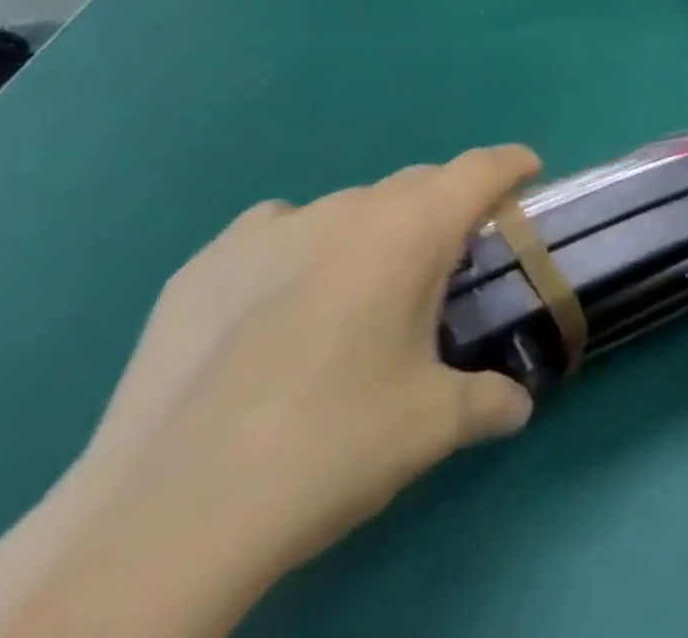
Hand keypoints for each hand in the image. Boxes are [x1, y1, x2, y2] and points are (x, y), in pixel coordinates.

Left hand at [0, 149, 547, 637]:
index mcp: (411, 230)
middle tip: (450, 264)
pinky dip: (300, 249)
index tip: (528, 175)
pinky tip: (280, 308)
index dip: (512, 164)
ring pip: (348, 208)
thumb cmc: (328, 448)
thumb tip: (519, 407)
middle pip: (418, 183)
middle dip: (446, 207)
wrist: (159, 522)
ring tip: (362, 296)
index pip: (481, 168)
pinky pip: (276, 231)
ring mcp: (268, 231)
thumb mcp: (431, 427)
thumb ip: (490, 400)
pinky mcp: (203, 265)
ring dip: (374, 232)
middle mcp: (347, 210)